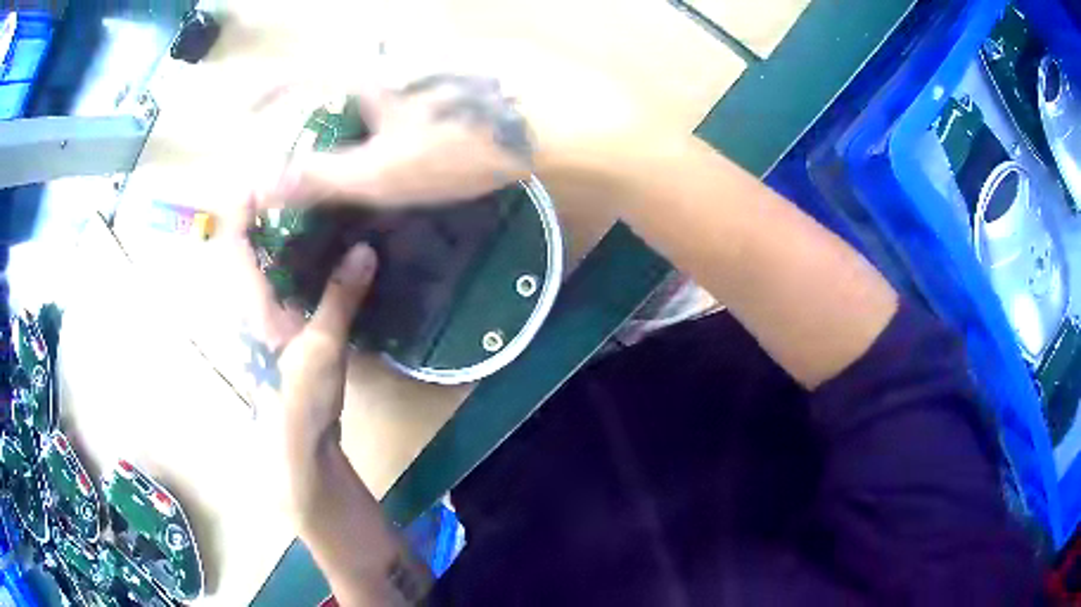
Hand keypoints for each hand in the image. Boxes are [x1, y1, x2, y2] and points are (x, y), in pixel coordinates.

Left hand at [225, 196, 377, 445]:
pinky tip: (317, 252)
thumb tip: (365, 249)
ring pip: (257, 261)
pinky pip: (274, 278)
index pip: (234, 241)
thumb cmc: (300, 397)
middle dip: (260, 211)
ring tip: (308, 208)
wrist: (297, 442)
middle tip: (296, 185)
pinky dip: (288, 257)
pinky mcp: (274, 326)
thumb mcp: (322, 346)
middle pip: (241, 245)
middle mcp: (247, 302)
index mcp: (249, 302)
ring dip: (274, 232)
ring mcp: (259, 315)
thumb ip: (340, 296)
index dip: (242, 204)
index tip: (267, 175)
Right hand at [251, 73, 535, 209]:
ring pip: (360, 89)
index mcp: (360, 72)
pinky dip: (375, 118)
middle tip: (301, 155)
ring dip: (344, 121)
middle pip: (328, 80)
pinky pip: (390, 93)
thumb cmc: (461, 145)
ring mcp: (416, 62)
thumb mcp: (381, 172)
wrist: (548, 121)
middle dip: (308, 114)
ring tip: (344, 157)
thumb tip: (262, 187)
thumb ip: (319, 177)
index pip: (297, 73)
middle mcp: (384, 56)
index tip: (244, 111)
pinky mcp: (440, 75)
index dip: (267, 93)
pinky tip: (388, 144)